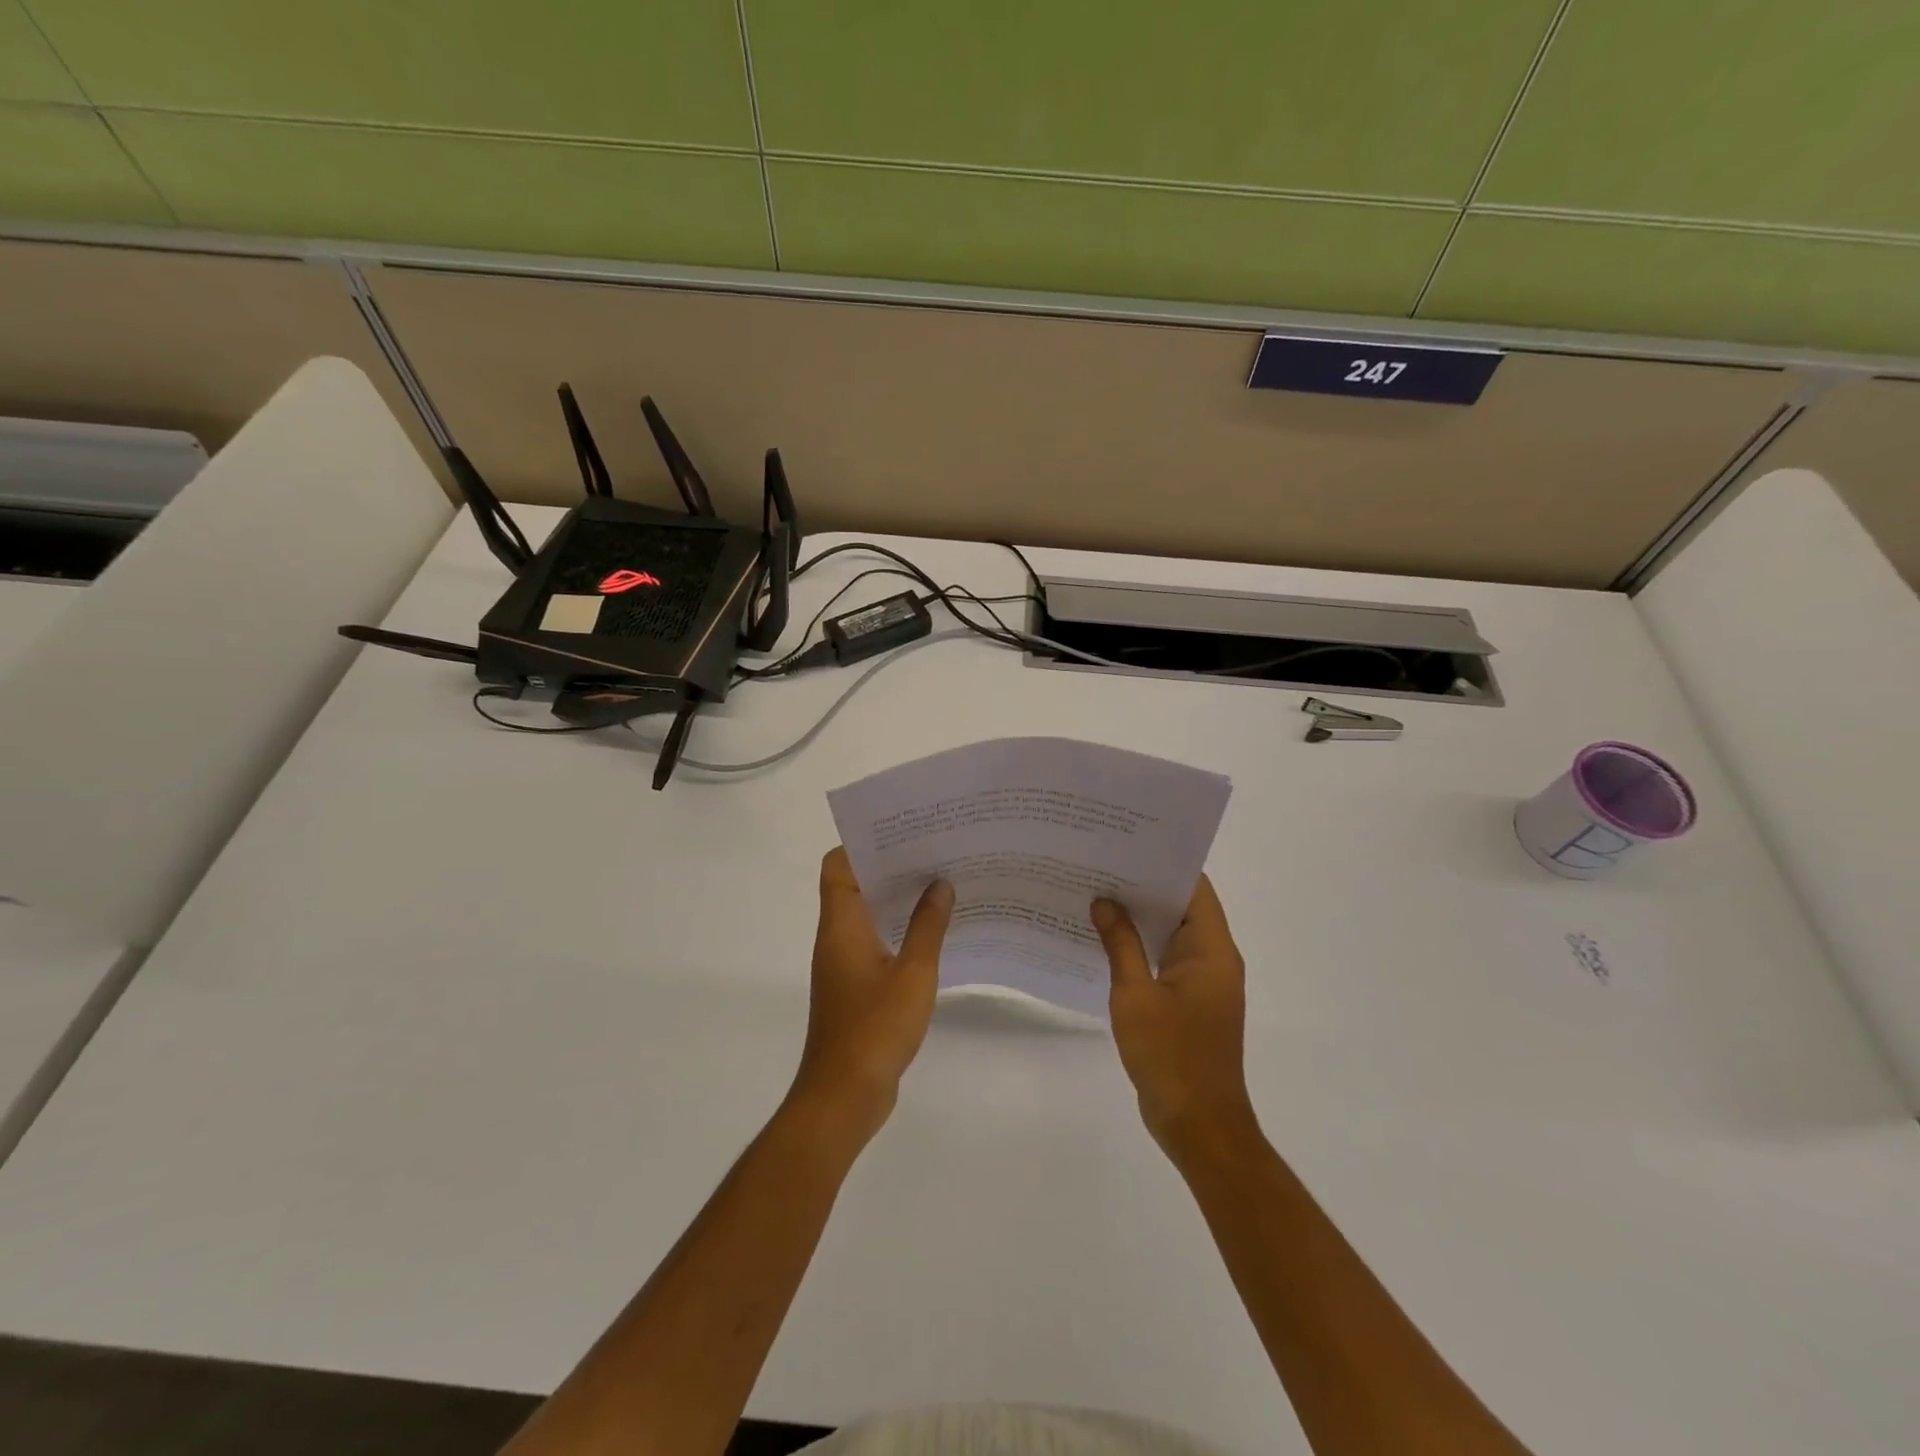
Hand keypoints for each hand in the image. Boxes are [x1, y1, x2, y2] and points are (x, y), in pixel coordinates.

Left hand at [792, 848, 952, 1141]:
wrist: (844, 1095)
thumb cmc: (875, 1028)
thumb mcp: (913, 973)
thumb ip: (928, 926)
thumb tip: (940, 883)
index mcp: (841, 925)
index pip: (837, 866)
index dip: (862, 844)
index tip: (902, 833)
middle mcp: (836, 937)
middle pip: (854, 885)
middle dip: (890, 867)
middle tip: (933, 851)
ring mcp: (843, 964)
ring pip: (867, 915)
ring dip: (897, 899)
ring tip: (940, 883)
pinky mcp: (855, 987)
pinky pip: (875, 942)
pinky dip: (898, 930)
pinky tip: (933, 933)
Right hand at [1092, 876, 1257, 1157]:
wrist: (1199, 1125)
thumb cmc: (1171, 1056)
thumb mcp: (1135, 995)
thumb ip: (1120, 944)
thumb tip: (1105, 901)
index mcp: (1211, 950)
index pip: (1194, 888)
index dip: (1163, 863)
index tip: (1126, 845)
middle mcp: (1214, 959)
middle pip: (1182, 907)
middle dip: (1144, 887)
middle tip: (1100, 865)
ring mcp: (1203, 982)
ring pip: (1172, 934)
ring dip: (1140, 918)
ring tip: (1097, 894)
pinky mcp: (1190, 1003)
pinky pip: (1166, 960)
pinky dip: (1141, 947)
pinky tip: (1105, 941)